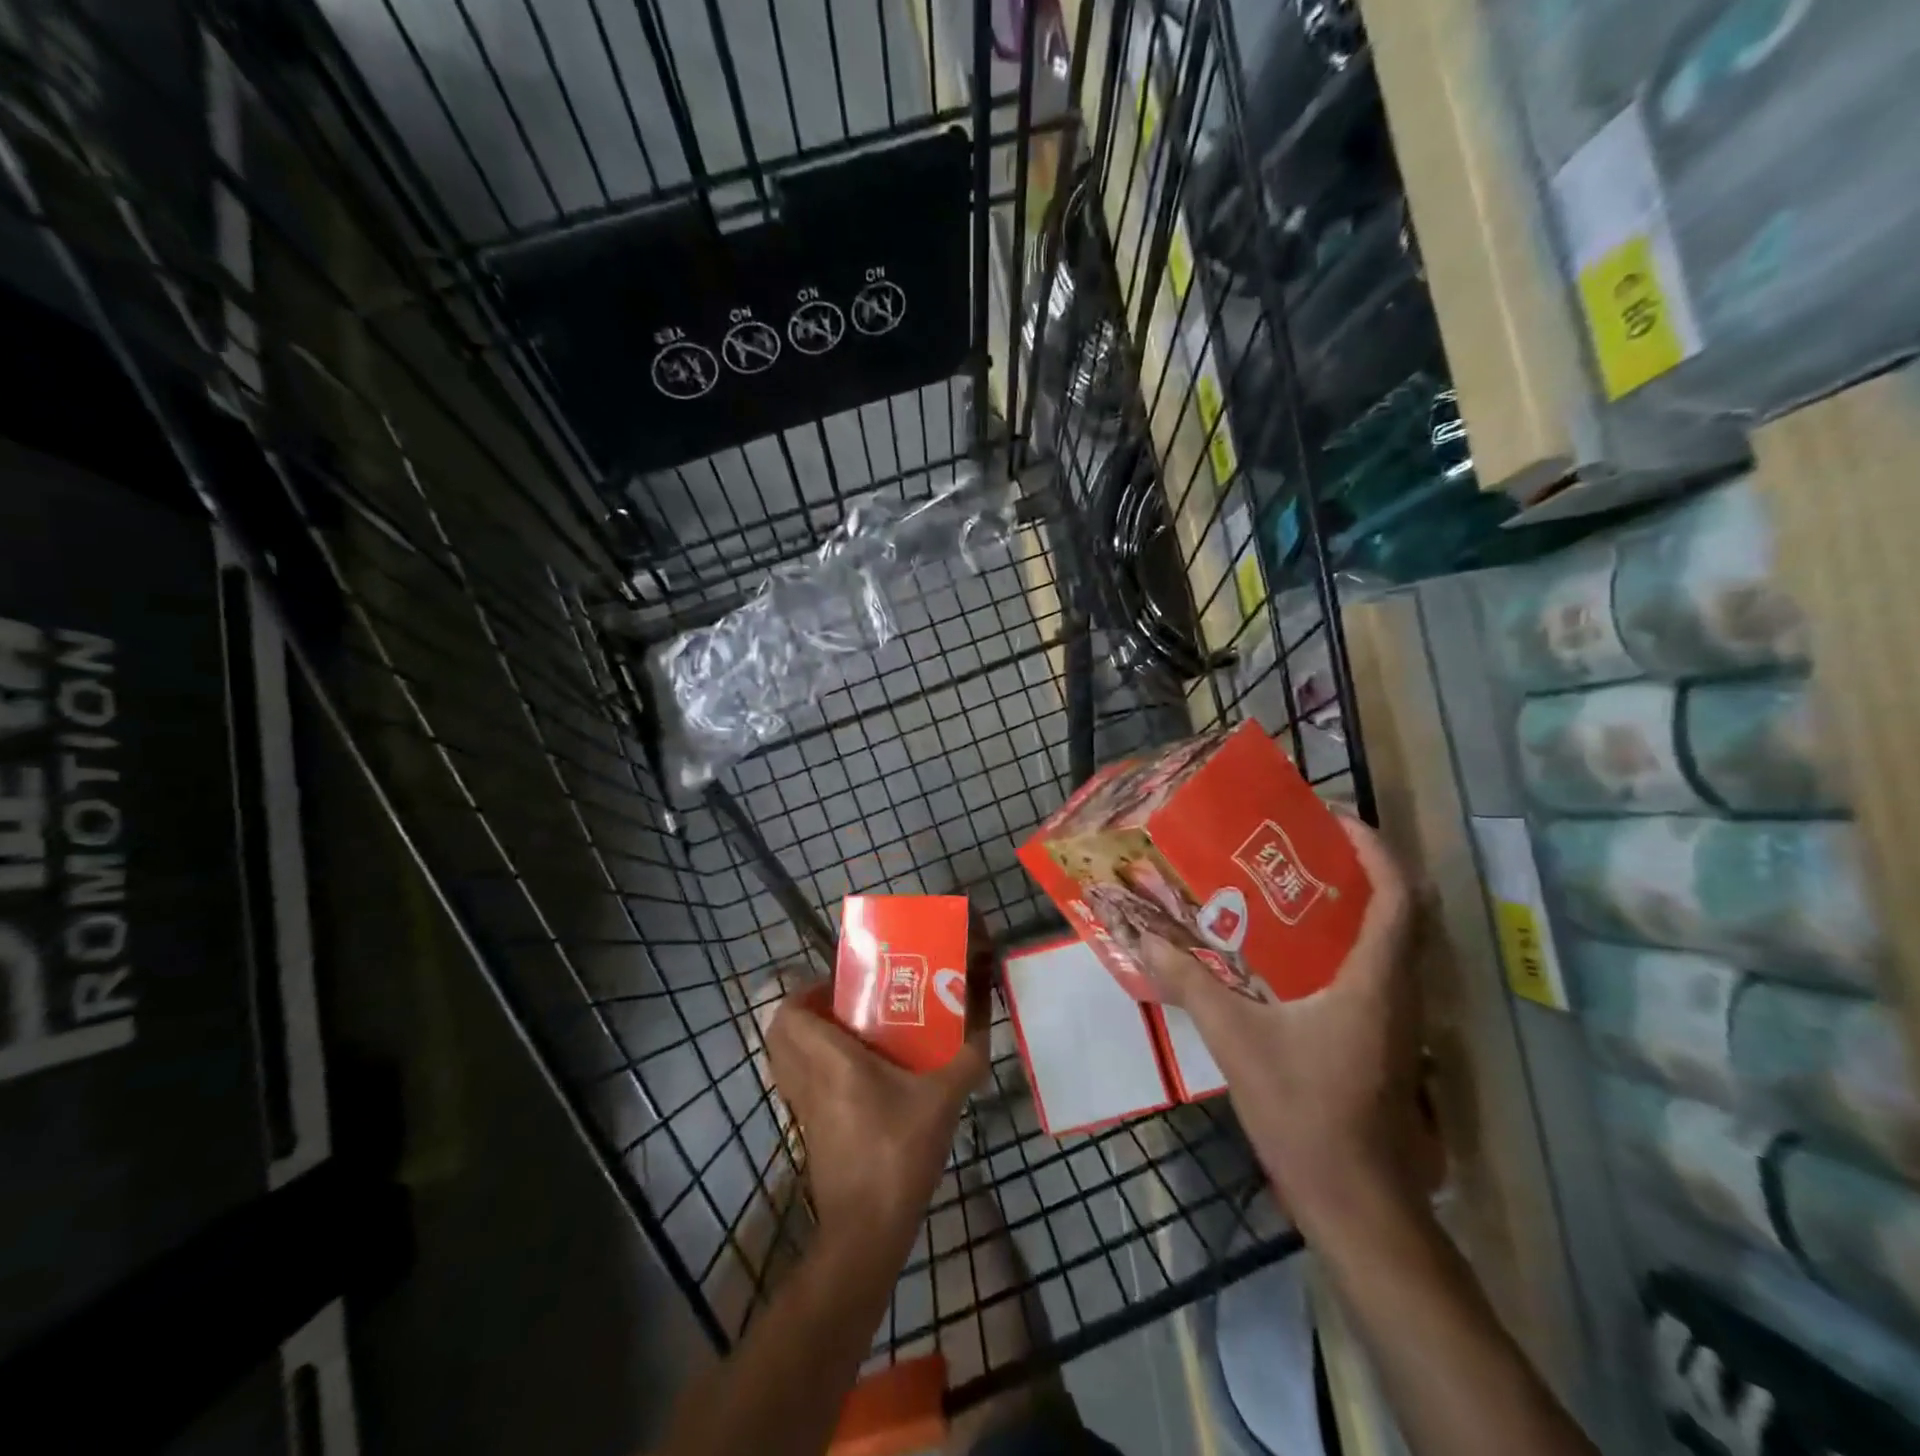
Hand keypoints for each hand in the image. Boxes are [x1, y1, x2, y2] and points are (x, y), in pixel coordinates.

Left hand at [765, 986, 986, 1255]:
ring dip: (809, 1039)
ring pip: (786, 1058)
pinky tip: (859, 1076)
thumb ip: (967, 1057)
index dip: (807, 991)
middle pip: (780, 1032)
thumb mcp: (943, 1100)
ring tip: (853, 1034)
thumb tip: (983, 1022)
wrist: (867, 1231)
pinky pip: (799, 1083)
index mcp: (830, 1060)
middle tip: (849, 1006)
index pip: (789, 1012)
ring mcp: (802, 1108)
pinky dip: (815, 1069)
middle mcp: (807, 1078)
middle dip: (807, 1011)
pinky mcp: (809, 1131)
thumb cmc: (898, 1153)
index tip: (844, 987)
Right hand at [1138, 816, 1426, 1234]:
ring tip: (1291, 887)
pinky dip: (1343, 945)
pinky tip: (1291, 955)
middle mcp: (1396, 992)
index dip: (1374, 849)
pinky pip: (1372, 972)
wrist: (1356, 1202)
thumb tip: (1145, 939)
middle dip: (1357, 869)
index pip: (1397, 897)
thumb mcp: (1238, 1041)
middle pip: (1398, 912)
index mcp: (1373, 981)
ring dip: (1351, 907)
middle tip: (1301, 847)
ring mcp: (1396, 1020)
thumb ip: (1192, 985)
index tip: (1334, 820)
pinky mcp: (1385, 1042)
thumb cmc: (1305, 1113)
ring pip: (1388, 943)